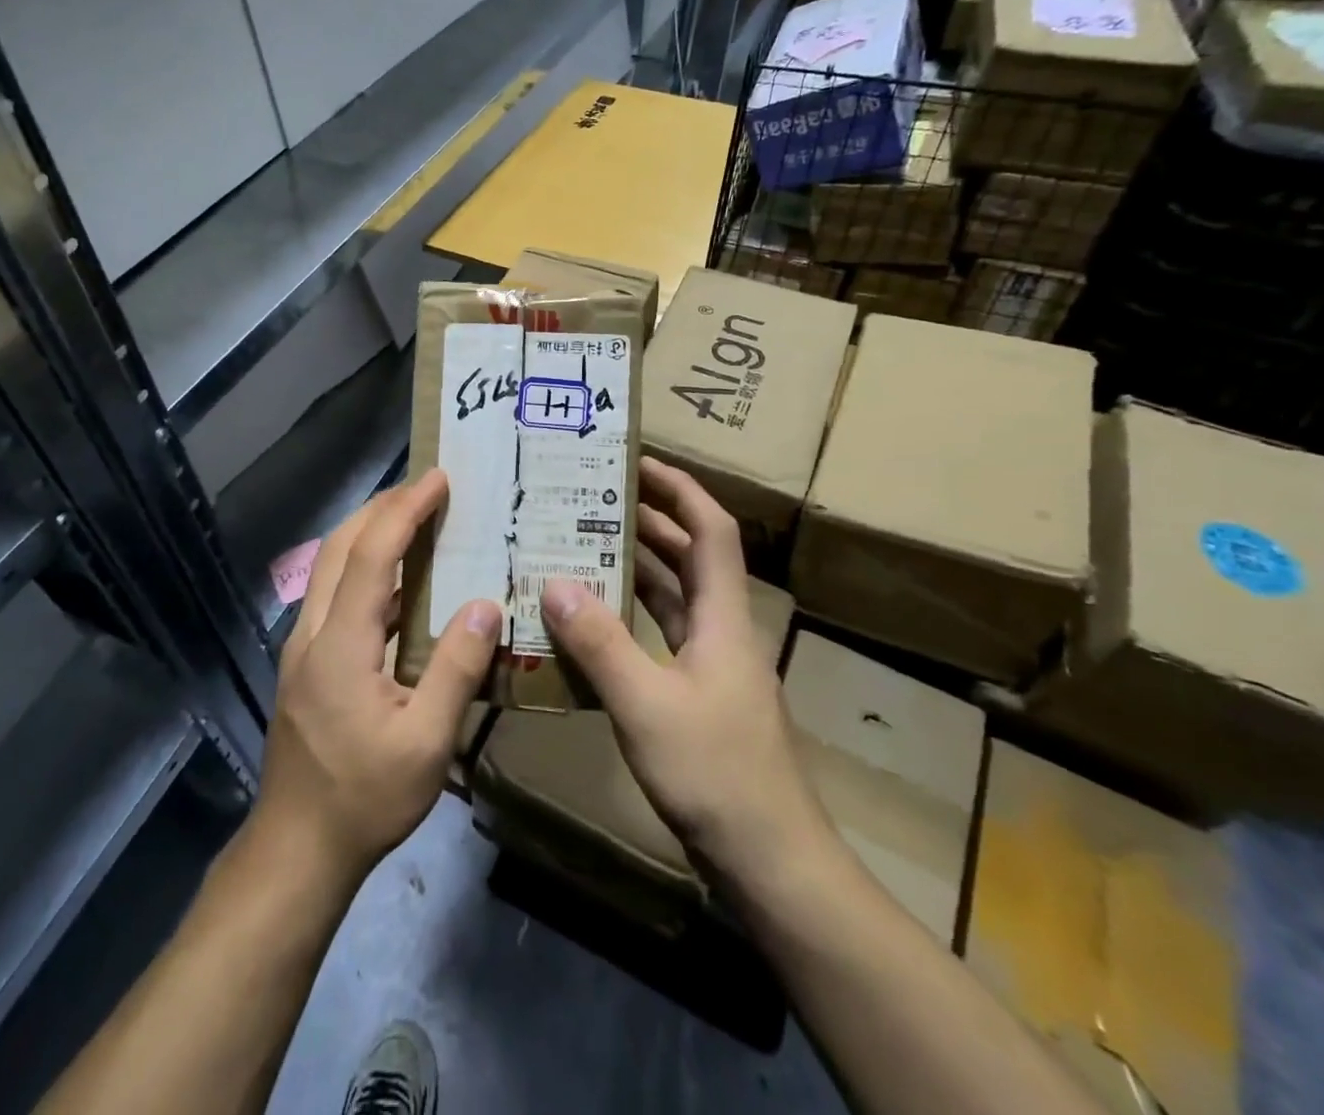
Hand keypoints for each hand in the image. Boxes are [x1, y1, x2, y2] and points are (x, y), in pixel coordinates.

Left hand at [252, 469, 500, 887]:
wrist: (295, 848)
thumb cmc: (364, 798)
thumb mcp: (425, 742)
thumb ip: (457, 669)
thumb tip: (486, 605)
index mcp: (341, 643)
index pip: (374, 555)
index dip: (405, 510)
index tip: (438, 479)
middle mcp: (313, 632)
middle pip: (341, 547)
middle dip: (381, 507)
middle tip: (426, 488)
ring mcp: (302, 647)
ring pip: (330, 566)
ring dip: (368, 532)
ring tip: (412, 518)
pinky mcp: (304, 663)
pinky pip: (332, 592)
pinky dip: (362, 564)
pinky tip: (393, 579)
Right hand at [539, 458, 831, 890]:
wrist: (769, 860)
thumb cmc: (715, 772)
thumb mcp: (646, 703)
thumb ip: (600, 643)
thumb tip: (555, 582)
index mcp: (724, 617)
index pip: (711, 531)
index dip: (681, 490)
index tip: (638, 463)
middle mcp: (723, 629)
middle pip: (691, 557)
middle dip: (650, 520)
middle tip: (595, 497)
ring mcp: (713, 665)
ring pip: (675, 596)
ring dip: (638, 567)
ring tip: (585, 543)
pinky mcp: (699, 696)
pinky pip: (662, 636)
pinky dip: (632, 617)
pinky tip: (593, 619)